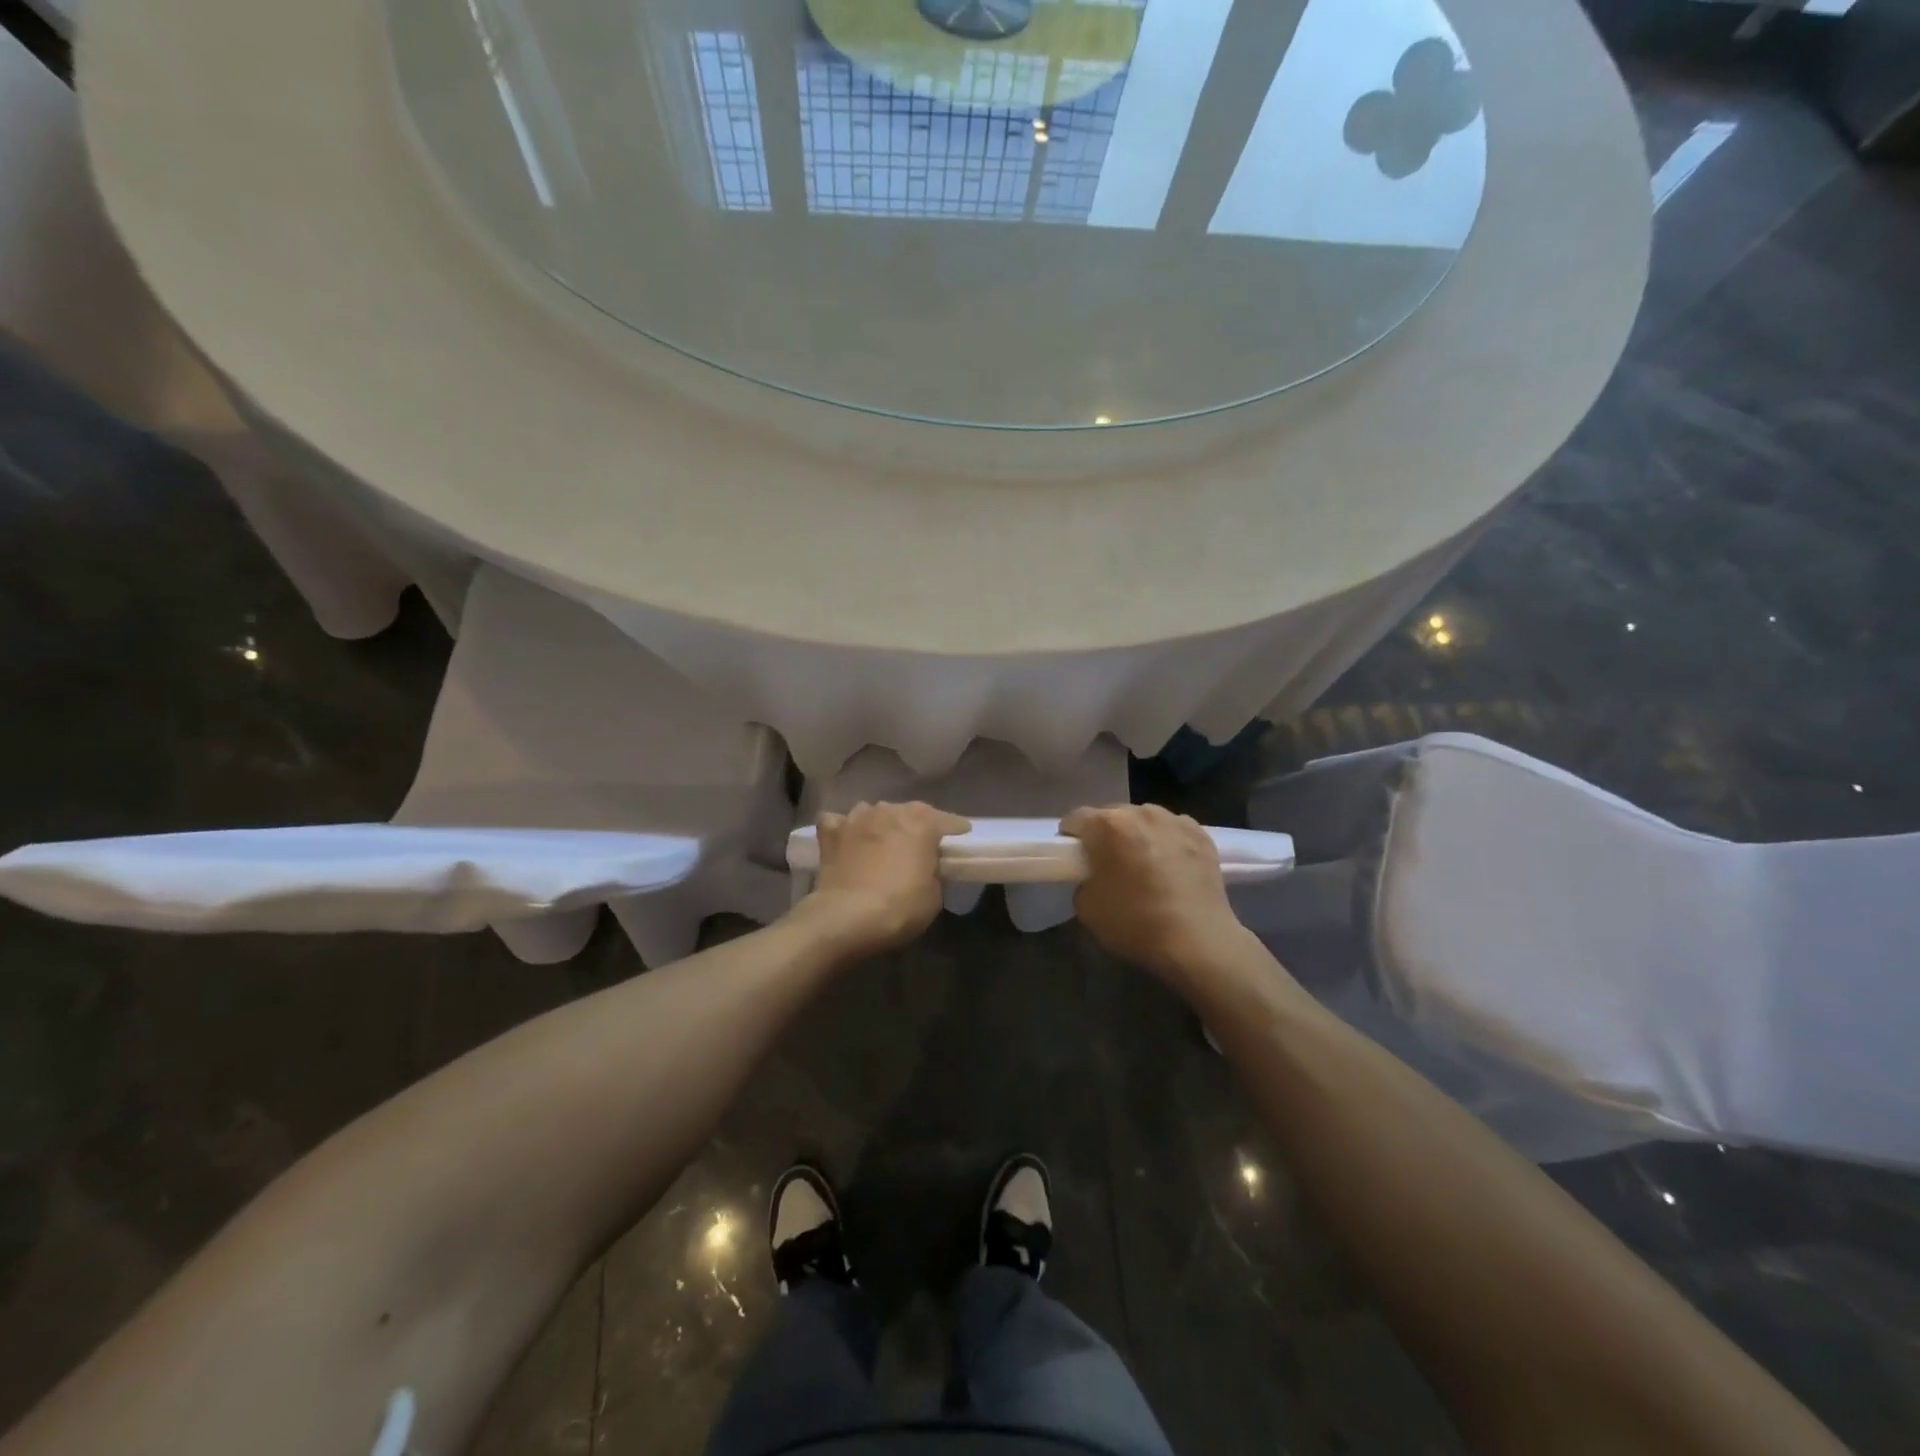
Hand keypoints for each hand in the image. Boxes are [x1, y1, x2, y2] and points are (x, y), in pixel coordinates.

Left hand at [799, 801, 970, 957]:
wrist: (846, 918)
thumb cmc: (900, 907)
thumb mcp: (934, 895)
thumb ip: (933, 871)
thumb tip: (926, 866)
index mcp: (922, 822)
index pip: (947, 820)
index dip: (956, 828)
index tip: (962, 834)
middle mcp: (890, 811)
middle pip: (909, 812)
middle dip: (916, 825)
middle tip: (919, 844)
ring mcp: (856, 818)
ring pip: (873, 812)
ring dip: (880, 824)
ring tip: (881, 842)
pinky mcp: (830, 833)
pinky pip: (838, 822)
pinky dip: (843, 829)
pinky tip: (846, 841)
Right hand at [1062, 805, 1248, 983]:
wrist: (1199, 942)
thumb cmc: (1136, 923)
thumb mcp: (1087, 908)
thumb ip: (1083, 881)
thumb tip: (1095, 876)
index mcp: (1108, 825)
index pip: (1076, 818)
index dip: (1070, 838)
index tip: (1074, 858)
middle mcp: (1141, 813)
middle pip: (1112, 815)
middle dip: (1106, 835)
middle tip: (1109, 865)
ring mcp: (1175, 821)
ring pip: (1145, 820)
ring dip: (1138, 836)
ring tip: (1145, 866)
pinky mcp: (1202, 835)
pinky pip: (1173, 831)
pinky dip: (1167, 843)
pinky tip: (1172, 868)